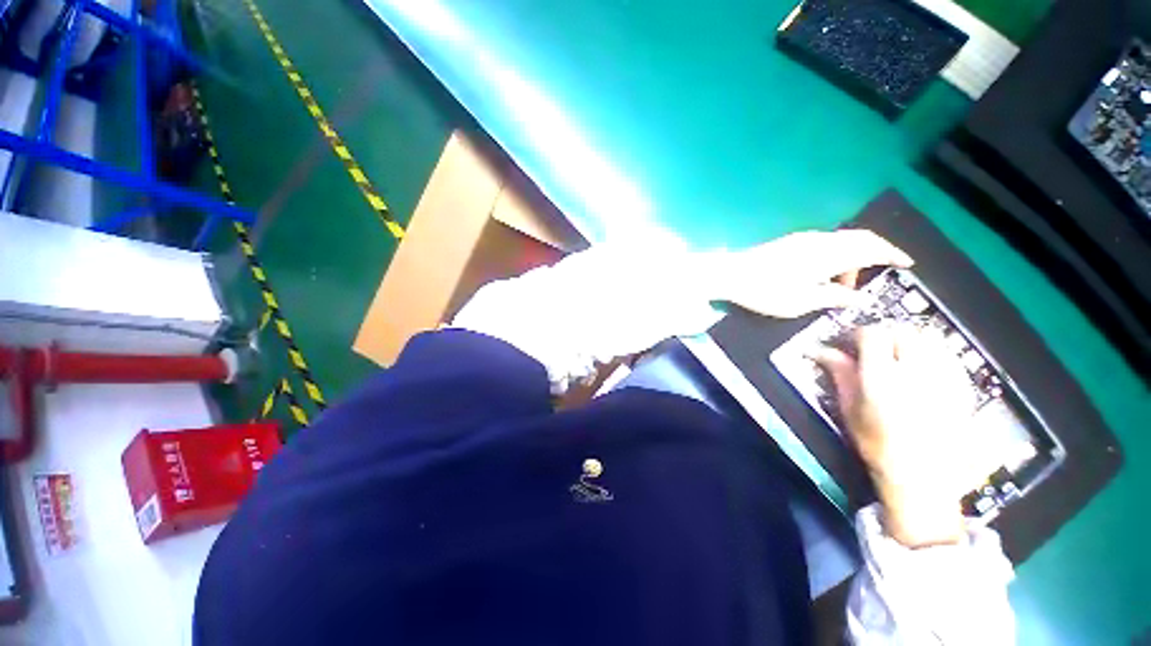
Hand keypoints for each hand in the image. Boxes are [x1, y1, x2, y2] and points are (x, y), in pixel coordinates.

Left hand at [711, 230, 912, 317]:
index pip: (871, 248)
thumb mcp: (802, 302)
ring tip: (840, 286)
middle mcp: (821, 240)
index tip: (907, 263)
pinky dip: (834, 256)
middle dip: (874, 254)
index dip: (892, 254)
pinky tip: (823, 275)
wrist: (730, 274)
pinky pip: (825, 244)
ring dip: (849, 259)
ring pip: (841, 241)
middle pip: (859, 239)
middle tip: (874, 276)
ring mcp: (803, 239)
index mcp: (829, 254)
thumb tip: (858, 297)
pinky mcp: (790, 242)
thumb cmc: (765, 291)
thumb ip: (833, 297)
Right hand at [815, 325, 977, 547]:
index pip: (872, 335)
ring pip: (928, 338)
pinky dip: (932, 353)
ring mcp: (945, 379)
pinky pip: (947, 355)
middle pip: (903, 331)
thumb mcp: (849, 408)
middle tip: (873, 349)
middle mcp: (917, 372)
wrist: (923, 478)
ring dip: (909, 341)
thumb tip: (820, 350)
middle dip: (885, 334)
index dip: (858, 334)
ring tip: (898, 356)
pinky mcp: (963, 387)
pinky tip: (922, 368)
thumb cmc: (878, 445)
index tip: (850, 343)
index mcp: (883, 378)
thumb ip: (839, 373)